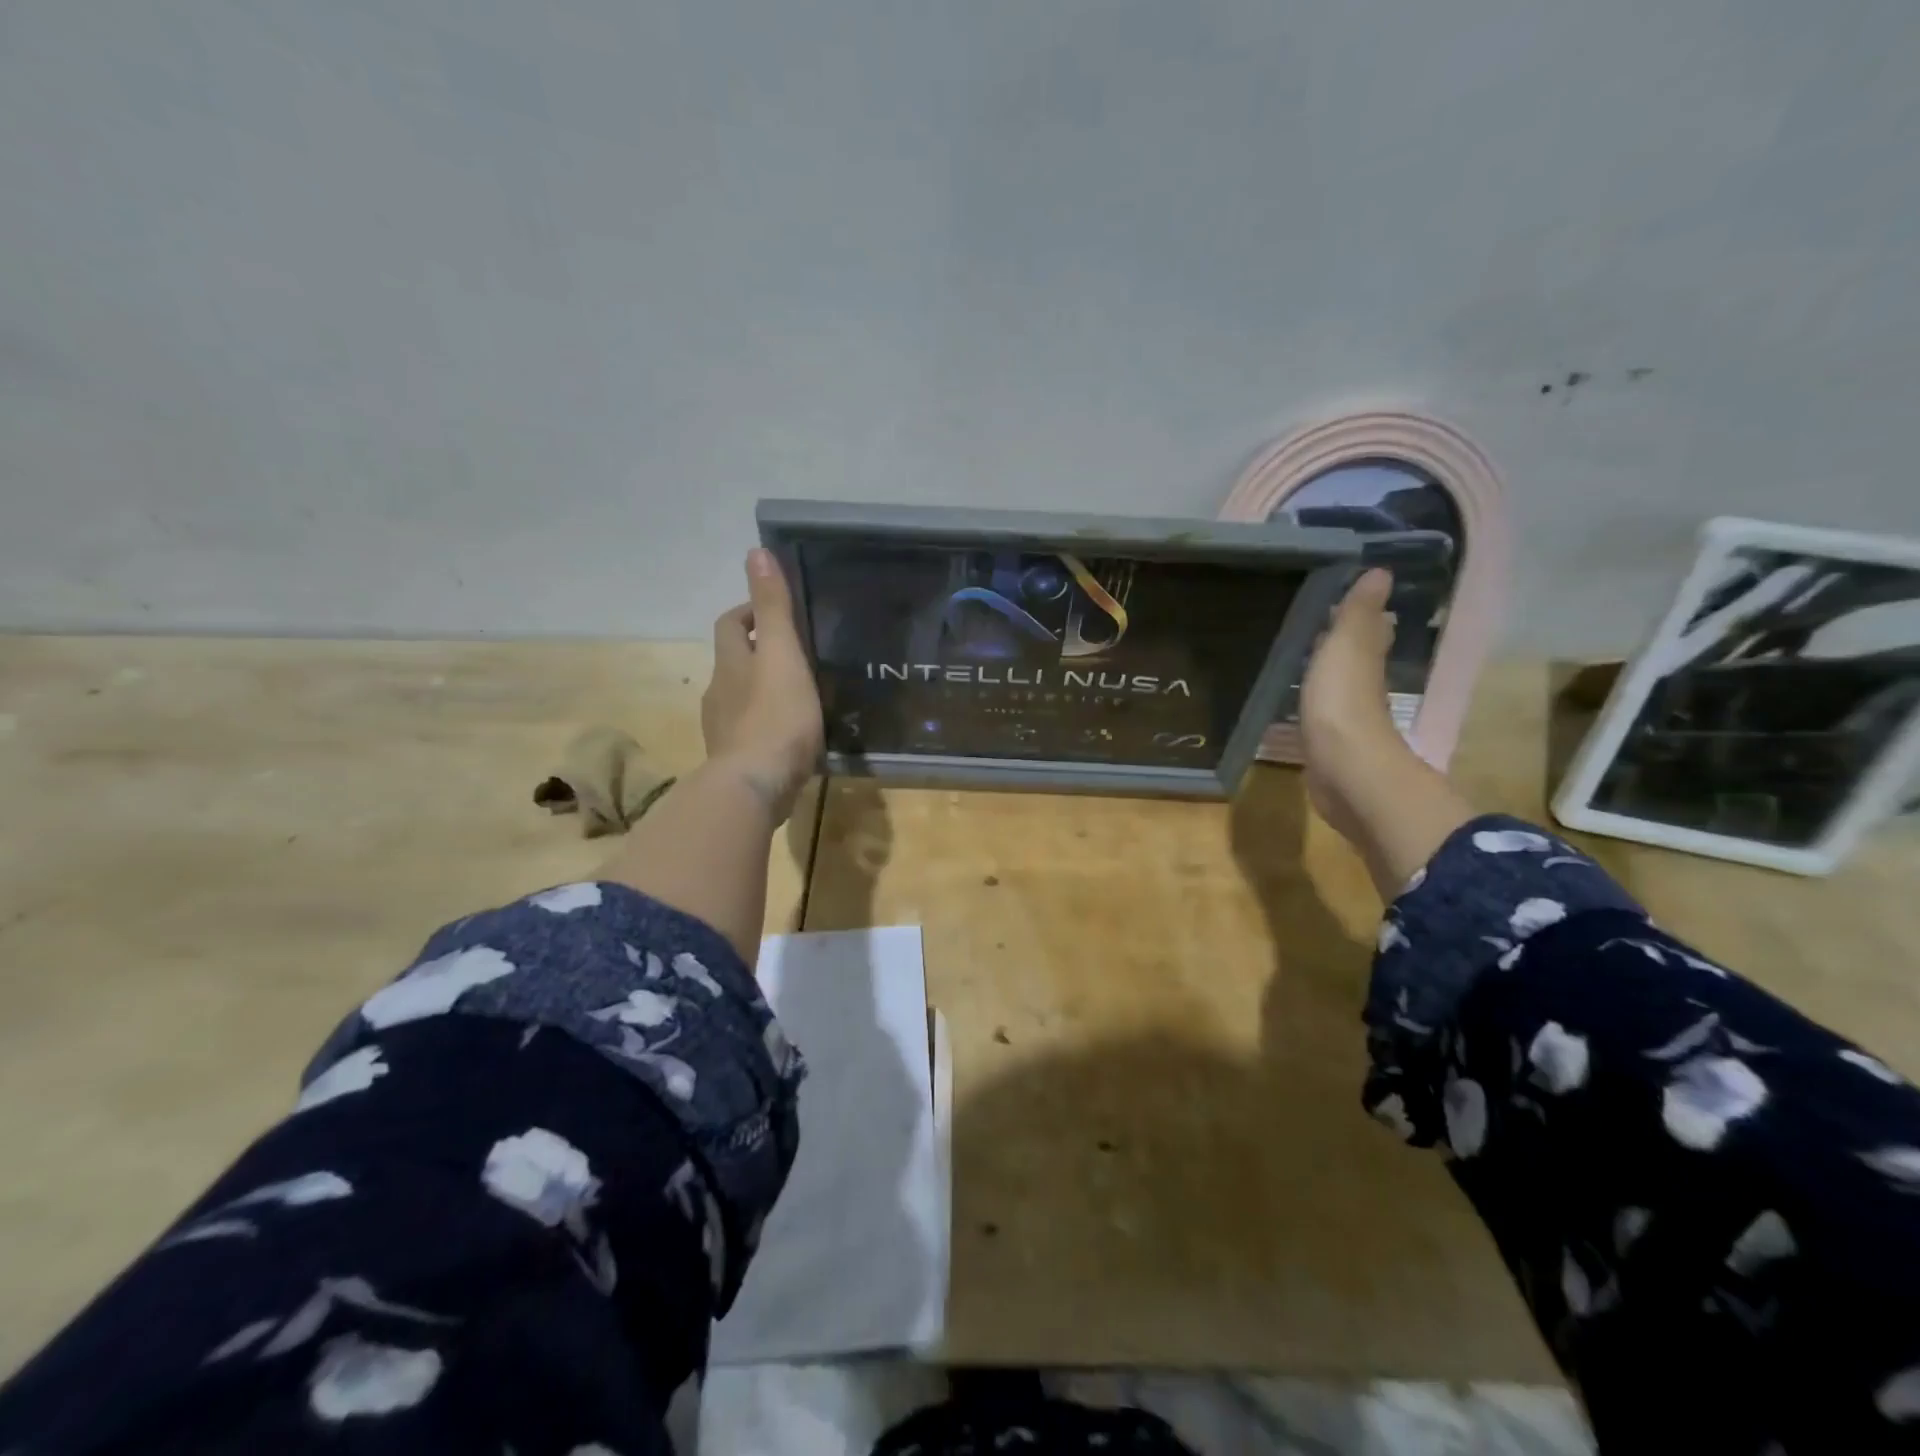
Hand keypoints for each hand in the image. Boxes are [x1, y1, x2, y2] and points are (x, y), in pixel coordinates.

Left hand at [701, 549, 824, 823]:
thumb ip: (773, 608)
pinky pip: (748, 732)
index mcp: (731, 663)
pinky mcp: (734, 761)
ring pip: (739, 698)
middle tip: (794, 654)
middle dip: (755, 652)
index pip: (729, 624)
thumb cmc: (775, 716)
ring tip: (797, 694)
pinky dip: (764, 724)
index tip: (775, 613)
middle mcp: (719, 692)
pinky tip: (788, 735)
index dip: (747, 612)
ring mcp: (722, 730)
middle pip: (732, 662)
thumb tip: (755, 552)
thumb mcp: (782, 654)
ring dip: (760, 690)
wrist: (755, 787)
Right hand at [1299, 568, 1475, 895]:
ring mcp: (1347, 720)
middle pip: (1356, 659)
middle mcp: (1364, 688)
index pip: (1370, 630)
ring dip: (1325, 675)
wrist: (1345, 770)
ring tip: (1300, 660)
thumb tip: (1381, 571)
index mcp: (1367, 660)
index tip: (1343, 599)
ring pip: (1337, 688)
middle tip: (1317, 627)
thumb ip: (1357, 613)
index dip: (1361, 615)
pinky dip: (1312, 706)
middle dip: (1342, 644)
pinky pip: (1320, 716)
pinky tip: (1297, 705)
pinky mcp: (1328, 746)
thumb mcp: (1347, 647)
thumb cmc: (1344, 703)